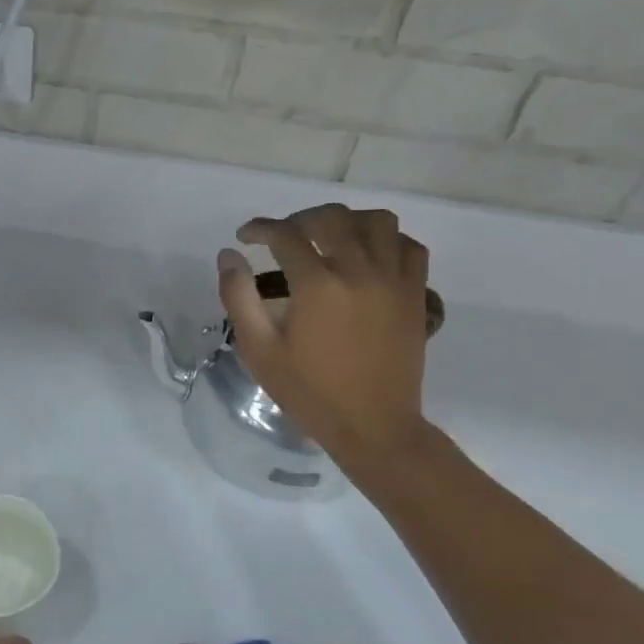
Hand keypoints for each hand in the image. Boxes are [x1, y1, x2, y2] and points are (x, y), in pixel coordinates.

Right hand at [218, 204, 432, 472]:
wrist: (373, 426)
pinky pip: (409, 247)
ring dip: (347, 221)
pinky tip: (368, 256)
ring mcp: (394, 280)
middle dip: (300, 219)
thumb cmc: (309, 392)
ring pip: (377, 221)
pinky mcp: (416, 294)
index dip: (260, 228)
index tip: (245, 238)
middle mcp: (359, 271)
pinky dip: (387, 240)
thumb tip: (228, 255)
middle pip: (331, 218)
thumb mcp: (259, 350)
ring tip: (328, 239)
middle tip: (283, 238)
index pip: (285, 234)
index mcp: (317, 285)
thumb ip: (239, 297)